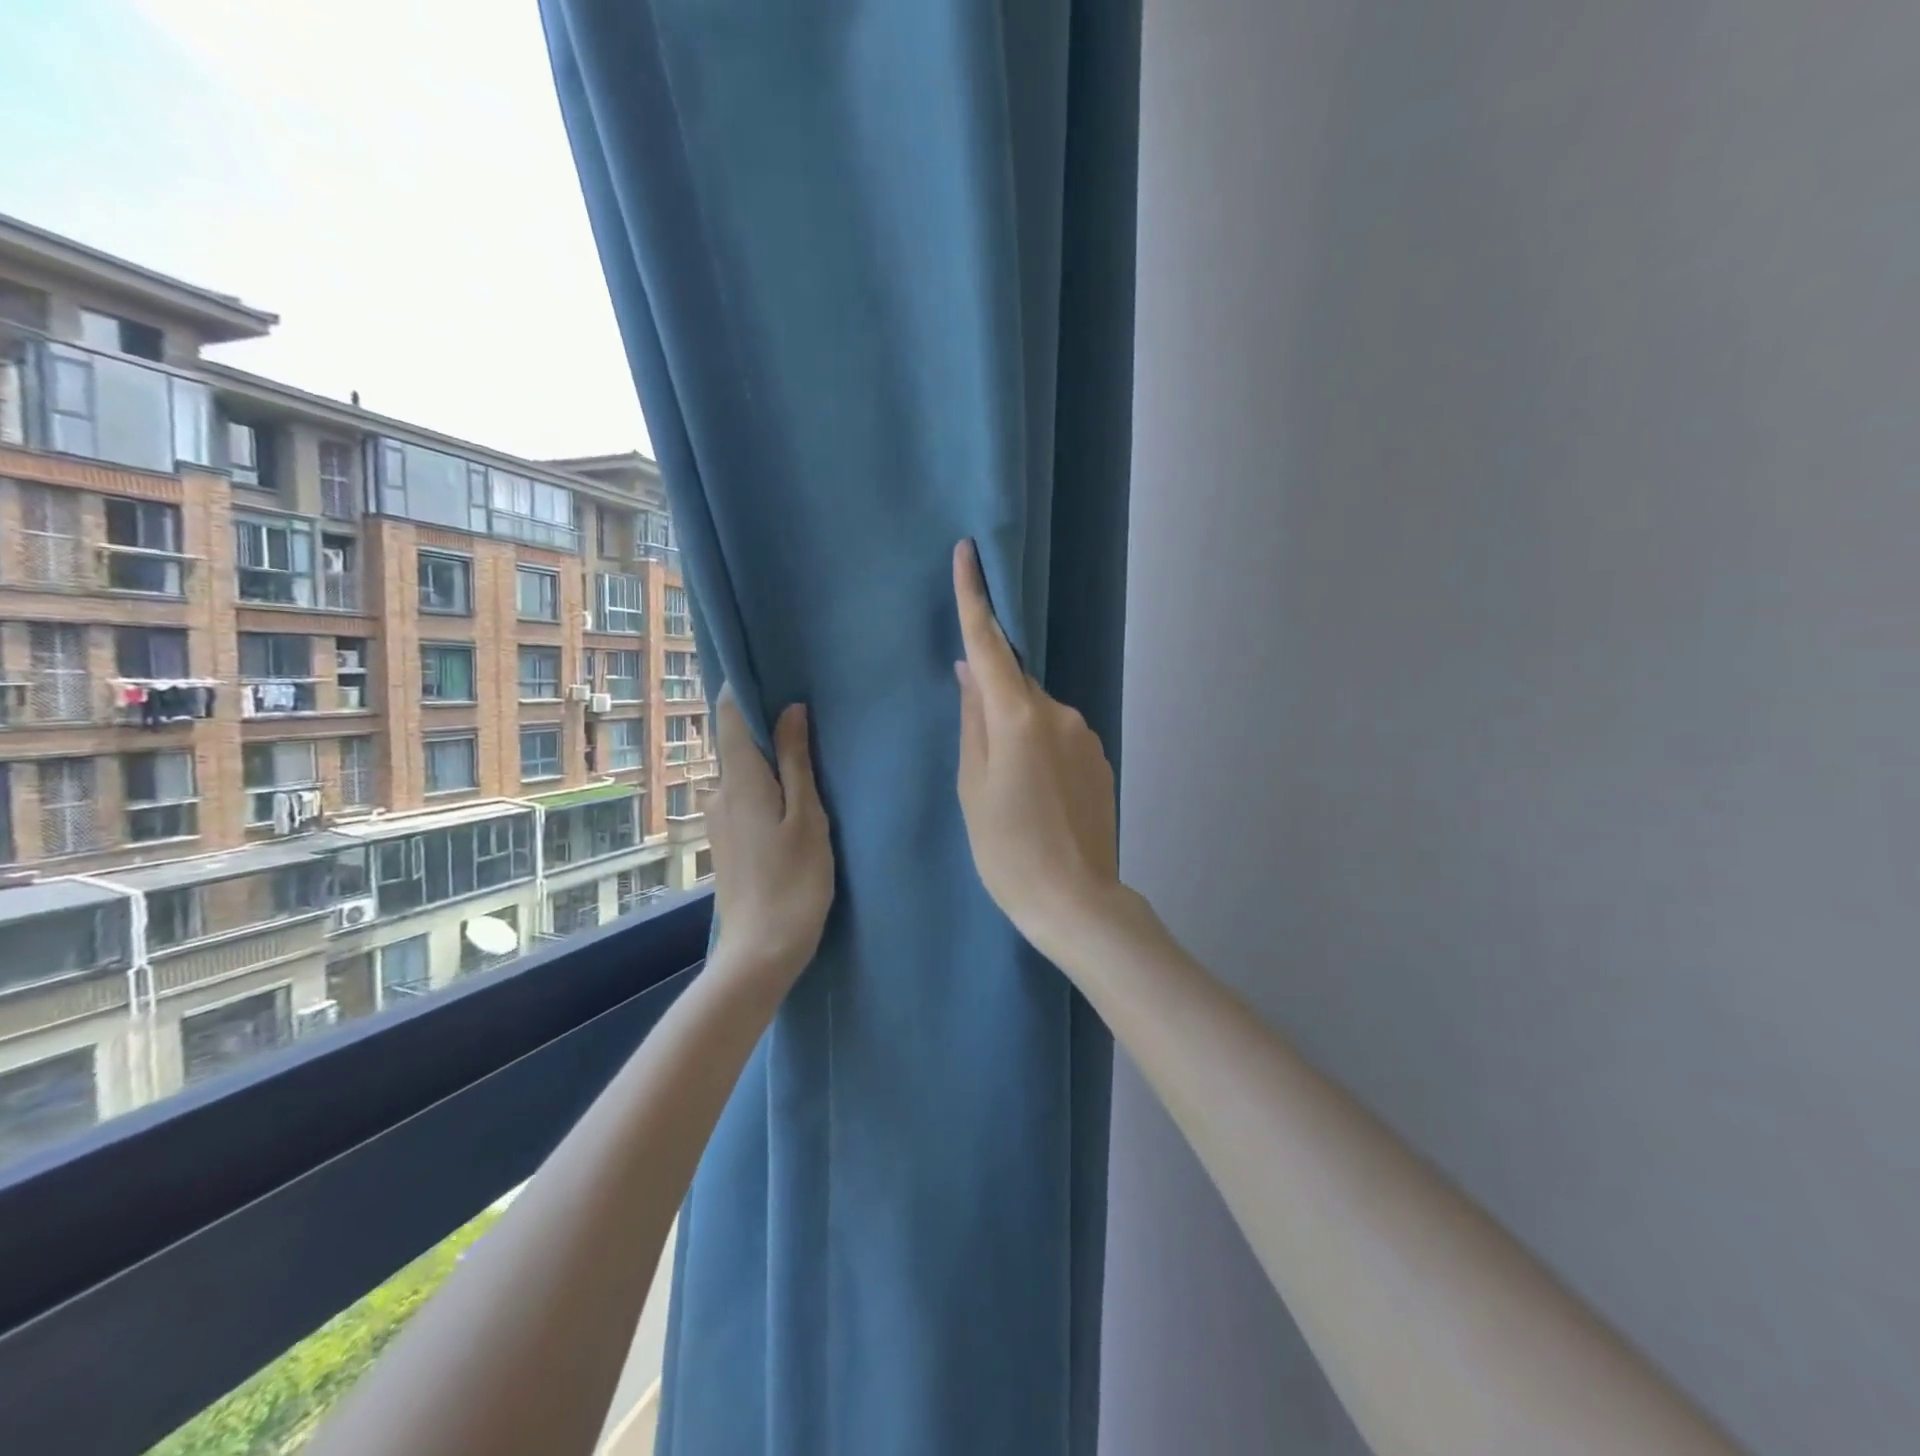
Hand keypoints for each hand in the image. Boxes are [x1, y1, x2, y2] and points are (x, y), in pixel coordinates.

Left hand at [707, 687, 834, 982]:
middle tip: (806, 713)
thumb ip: (796, 762)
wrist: (761, 951)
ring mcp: (719, 819)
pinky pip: (743, 795)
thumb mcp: (807, 817)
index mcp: (740, 781)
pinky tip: (792, 797)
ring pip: (742, 771)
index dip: (743, 689)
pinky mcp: (726, 840)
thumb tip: (790, 710)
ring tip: (807, 754)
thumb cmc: (794, 881)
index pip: (728, 716)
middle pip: (735, 742)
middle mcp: (719, 793)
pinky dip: (765, 785)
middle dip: (764, 723)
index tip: (771, 671)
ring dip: (767, 757)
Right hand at [952, 539, 1121, 957]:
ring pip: (1037, 713)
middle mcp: (1059, 713)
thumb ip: (972, 721)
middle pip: (1014, 685)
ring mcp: (1086, 734)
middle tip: (980, 755)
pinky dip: (1040, 749)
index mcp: (1018, 717)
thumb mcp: (971, 788)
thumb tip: (970, 673)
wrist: (1076, 901)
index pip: (989, 645)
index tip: (968, 554)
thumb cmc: (1007, 850)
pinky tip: (1036, 795)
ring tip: (1010, 790)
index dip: (974, 598)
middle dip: (992, 698)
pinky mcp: (1100, 758)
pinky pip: (1059, 736)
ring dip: (1017, 731)